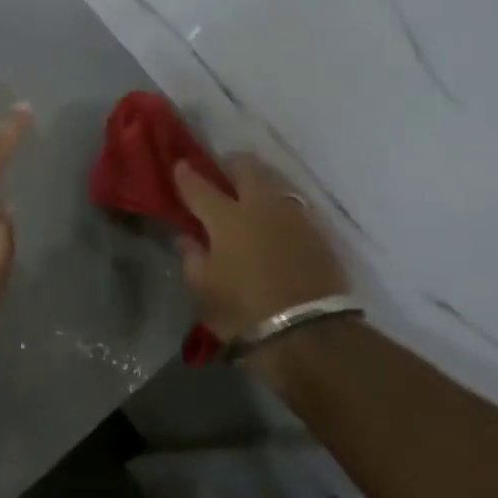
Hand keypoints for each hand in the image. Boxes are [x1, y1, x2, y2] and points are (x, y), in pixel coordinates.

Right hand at [172, 153, 350, 339]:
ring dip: (258, 181)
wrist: (309, 334)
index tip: (179, 165)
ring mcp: (293, 216)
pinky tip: (272, 221)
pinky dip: (277, 206)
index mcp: (226, 218)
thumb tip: (188, 238)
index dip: (186, 174)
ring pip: (273, 182)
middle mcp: (260, 206)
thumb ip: (192, 258)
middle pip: (246, 167)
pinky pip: (291, 206)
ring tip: (249, 194)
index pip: (200, 186)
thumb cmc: (244, 311)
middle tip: (221, 172)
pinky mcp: (317, 232)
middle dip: (230, 164)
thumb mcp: (203, 290)